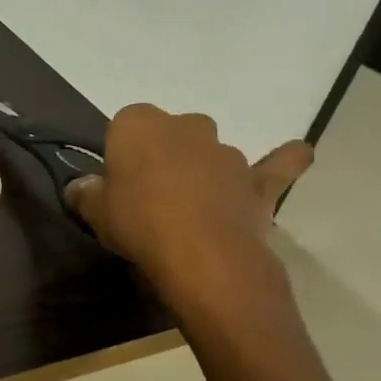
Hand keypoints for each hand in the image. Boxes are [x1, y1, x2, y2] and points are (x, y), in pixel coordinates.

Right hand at [67, 105, 312, 301]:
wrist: (202, 256)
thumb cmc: (138, 223)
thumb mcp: (94, 211)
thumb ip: (86, 192)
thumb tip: (82, 186)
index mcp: (139, 124)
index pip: (123, 125)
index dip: (120, 153)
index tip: (116, 180)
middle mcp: (185, 126)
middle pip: (169, 134)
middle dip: (162, 155)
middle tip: (149, 194)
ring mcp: (227, 151)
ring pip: (210, 153)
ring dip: (201, 170)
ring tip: (190, 209)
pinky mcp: (259, 179)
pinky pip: (275, 164)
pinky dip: (285, 160)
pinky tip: (298, 154)